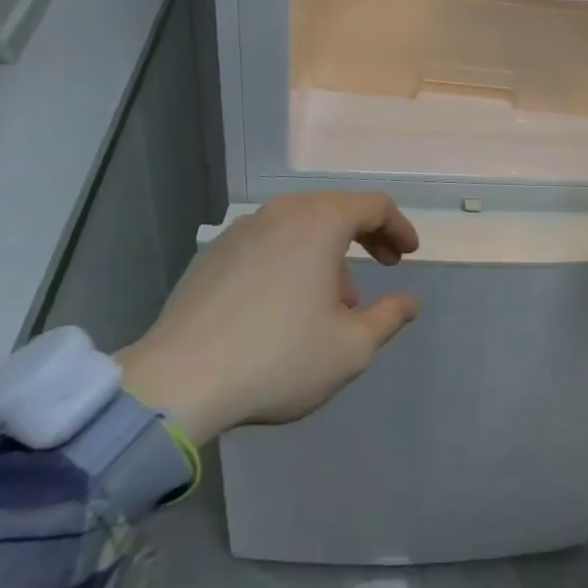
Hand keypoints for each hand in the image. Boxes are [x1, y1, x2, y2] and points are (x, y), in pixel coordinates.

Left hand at [115, 192, 419, 445]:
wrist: (178, 381)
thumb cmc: (278, 358)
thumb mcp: (350, 348)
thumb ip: (388, 318)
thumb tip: (409, 302)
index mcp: (320, 221)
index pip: (374, 206)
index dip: (399, 227)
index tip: (409, 254)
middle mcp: (283, 212)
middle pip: (336, 209)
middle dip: (365, 236)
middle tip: (384, 265)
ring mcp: (243, 228)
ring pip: (300, 226)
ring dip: (327, 252)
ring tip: (333, 301)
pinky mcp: (214, 252)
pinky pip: (268, 242)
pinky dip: (291, 259)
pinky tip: (285, 303)